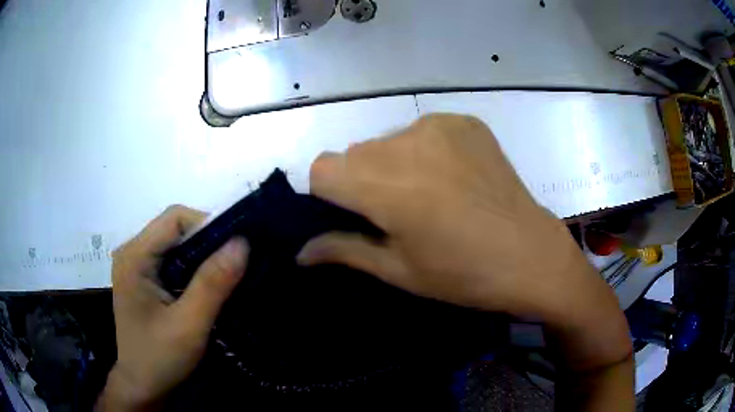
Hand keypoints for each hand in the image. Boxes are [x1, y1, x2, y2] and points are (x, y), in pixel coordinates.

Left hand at [97, 206, 248, 410]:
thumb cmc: (160, 358)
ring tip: (227, 275)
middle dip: (208, 242)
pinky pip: (172, 260)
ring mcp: (136, 265)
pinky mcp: (143, 279)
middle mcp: (132, 252)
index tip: (237, 249)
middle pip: (175, 228)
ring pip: (175, 244)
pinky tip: (207, 286)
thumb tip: (242, 243)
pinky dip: (193, 267)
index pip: (174, 218)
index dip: (208, 225)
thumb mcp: (189, 325)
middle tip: (237, 265)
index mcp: (134, 256)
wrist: (143, 386)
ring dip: (202, 256)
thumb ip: (213, 284)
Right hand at [297, 115, 630, 372]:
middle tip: (397, 212)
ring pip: (387, 140)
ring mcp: (440, 126)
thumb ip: (343, 251)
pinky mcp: (465, 121)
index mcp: (387, 186)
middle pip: (355, 153)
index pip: (322, 168)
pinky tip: (453, 176)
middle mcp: (407, 143)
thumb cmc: (463, 275)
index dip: (329, 194)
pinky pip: (423, 130)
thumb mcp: (399, 270)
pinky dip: (425, 151)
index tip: (355, 215)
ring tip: (430, 194)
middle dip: (362, 180)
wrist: (531, 255)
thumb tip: (299, 252)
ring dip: (393, 164)